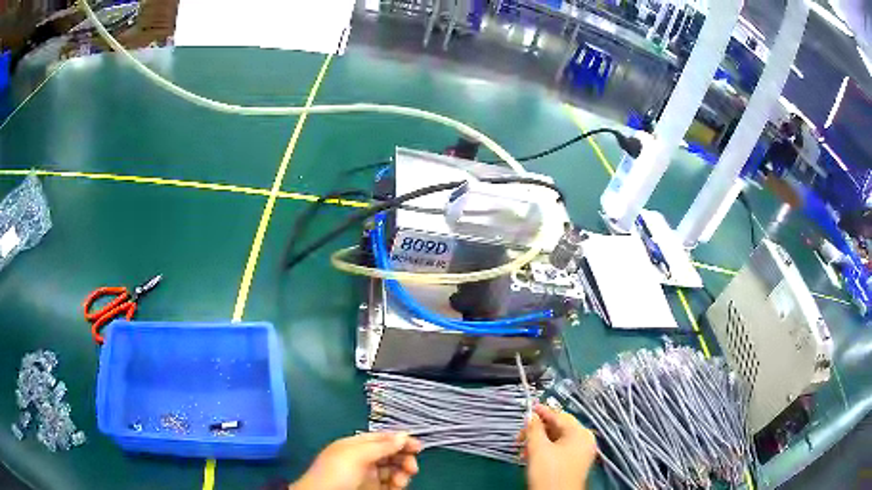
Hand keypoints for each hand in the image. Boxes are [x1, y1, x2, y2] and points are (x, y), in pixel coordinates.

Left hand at [290, 432, 421, 489]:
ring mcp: (367, 475)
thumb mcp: (356, 455)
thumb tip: (404, 435)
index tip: (418, 446)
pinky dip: (397, 484)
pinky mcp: (372, 489)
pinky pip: (390, 484)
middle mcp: (363, 459)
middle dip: (404, 458)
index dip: (399, 440)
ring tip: (402, 480)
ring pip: (393, 470)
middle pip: (390, 454)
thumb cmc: (336, 472)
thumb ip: (381, 446)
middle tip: (412, 467)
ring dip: (402, 472)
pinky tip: (398, 486)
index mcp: (355, 445)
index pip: (381, 438)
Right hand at [520, 404, 596, 489]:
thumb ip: (534, 429)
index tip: (528, 408)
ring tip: (524, 449)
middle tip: (520, 435)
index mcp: (580, 433)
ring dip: (539, 441)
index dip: (542, 412)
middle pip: (559, 427)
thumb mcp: (539, 449)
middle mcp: (584, 440)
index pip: (560, 416)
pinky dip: (545, 450)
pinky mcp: (574, 463)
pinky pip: (559, 449)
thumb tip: (530, 416)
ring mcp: (580, 453)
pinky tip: (532, 456)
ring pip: (557, 439)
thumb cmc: (550, 472)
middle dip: (538, 430)